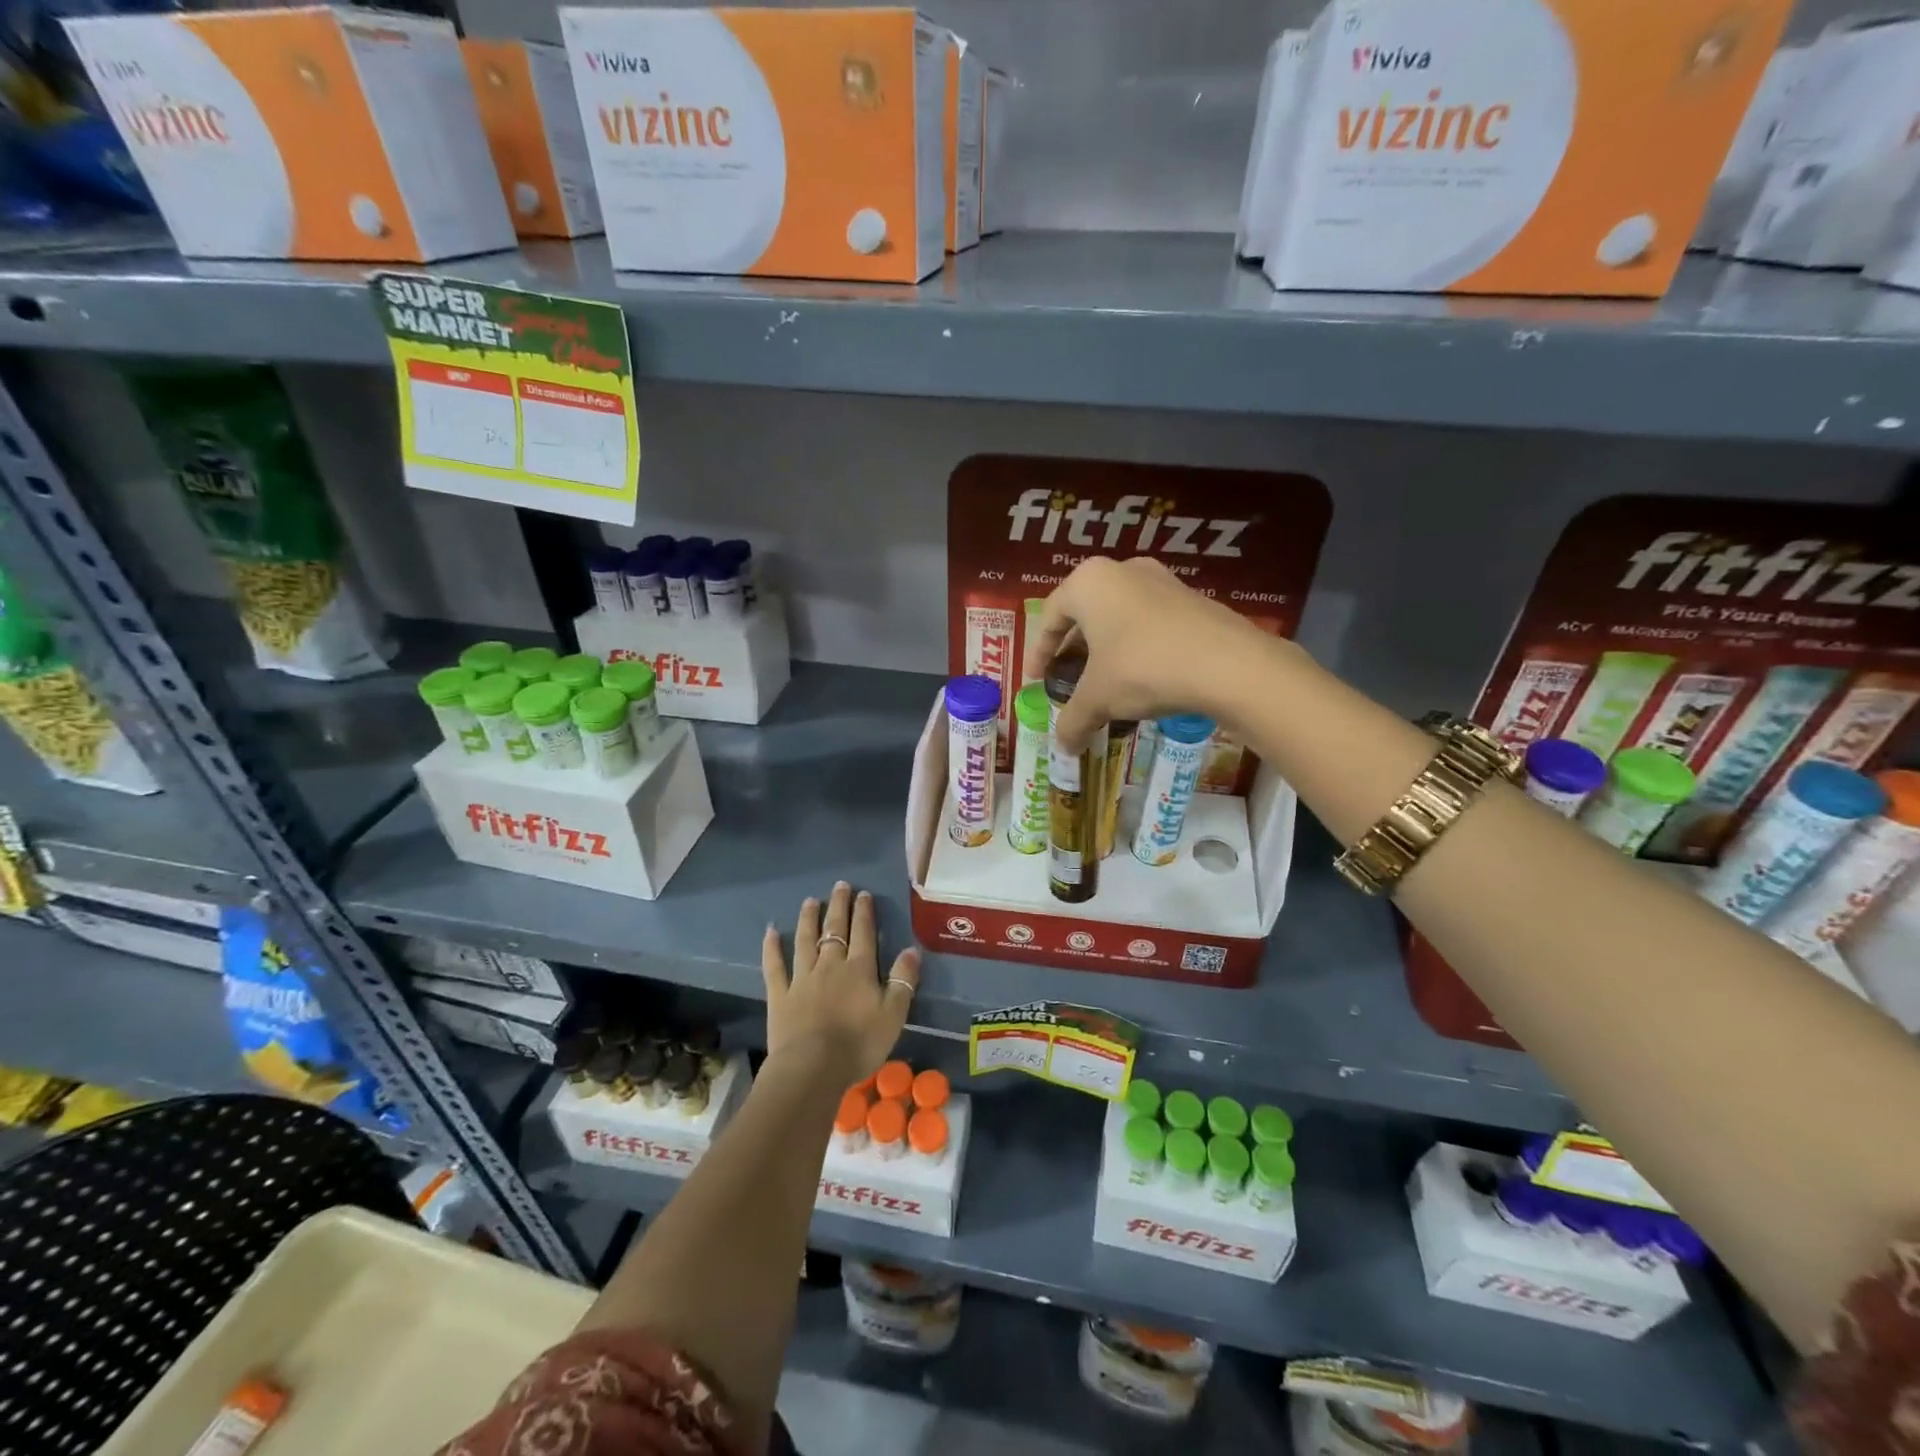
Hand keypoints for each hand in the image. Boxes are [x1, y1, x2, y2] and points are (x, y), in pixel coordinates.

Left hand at [762, 882, 920, 1086]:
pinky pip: (775, 966)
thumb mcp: (894, 1014)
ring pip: (805, 941)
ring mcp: (802, 978)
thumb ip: (903, 980)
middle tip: (840, 886)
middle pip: (835, 929)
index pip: (863, 933)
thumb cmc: (859, 1043)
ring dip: (808, 919)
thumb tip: (911, 949)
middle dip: (838, 906)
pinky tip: (770, 932)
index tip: (863, 894)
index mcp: (859, 969)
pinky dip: (771, 948)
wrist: (813, 1067)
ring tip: (810, 901)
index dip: (863, 912)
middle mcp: (830, 965)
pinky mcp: (780, 995)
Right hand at [1022, 556, 1276, 751]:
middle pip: (1085, 613)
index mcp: (1088, 583)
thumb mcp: (1098, 698)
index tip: (1036, 678)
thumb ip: (1073, 720)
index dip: (1039, 650)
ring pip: (1119, 616)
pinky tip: (1142, 677)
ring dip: (1106, 648)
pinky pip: (1149, 622)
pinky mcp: (1192, 598)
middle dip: (1073, 649)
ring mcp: (1161, 580)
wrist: (1227, 665)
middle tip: (1068, 678)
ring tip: (1104, 681)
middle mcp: (1122, 570)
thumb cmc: (1143, 668)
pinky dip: (1137, 647)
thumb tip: (1063, 749)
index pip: (1050, 616)